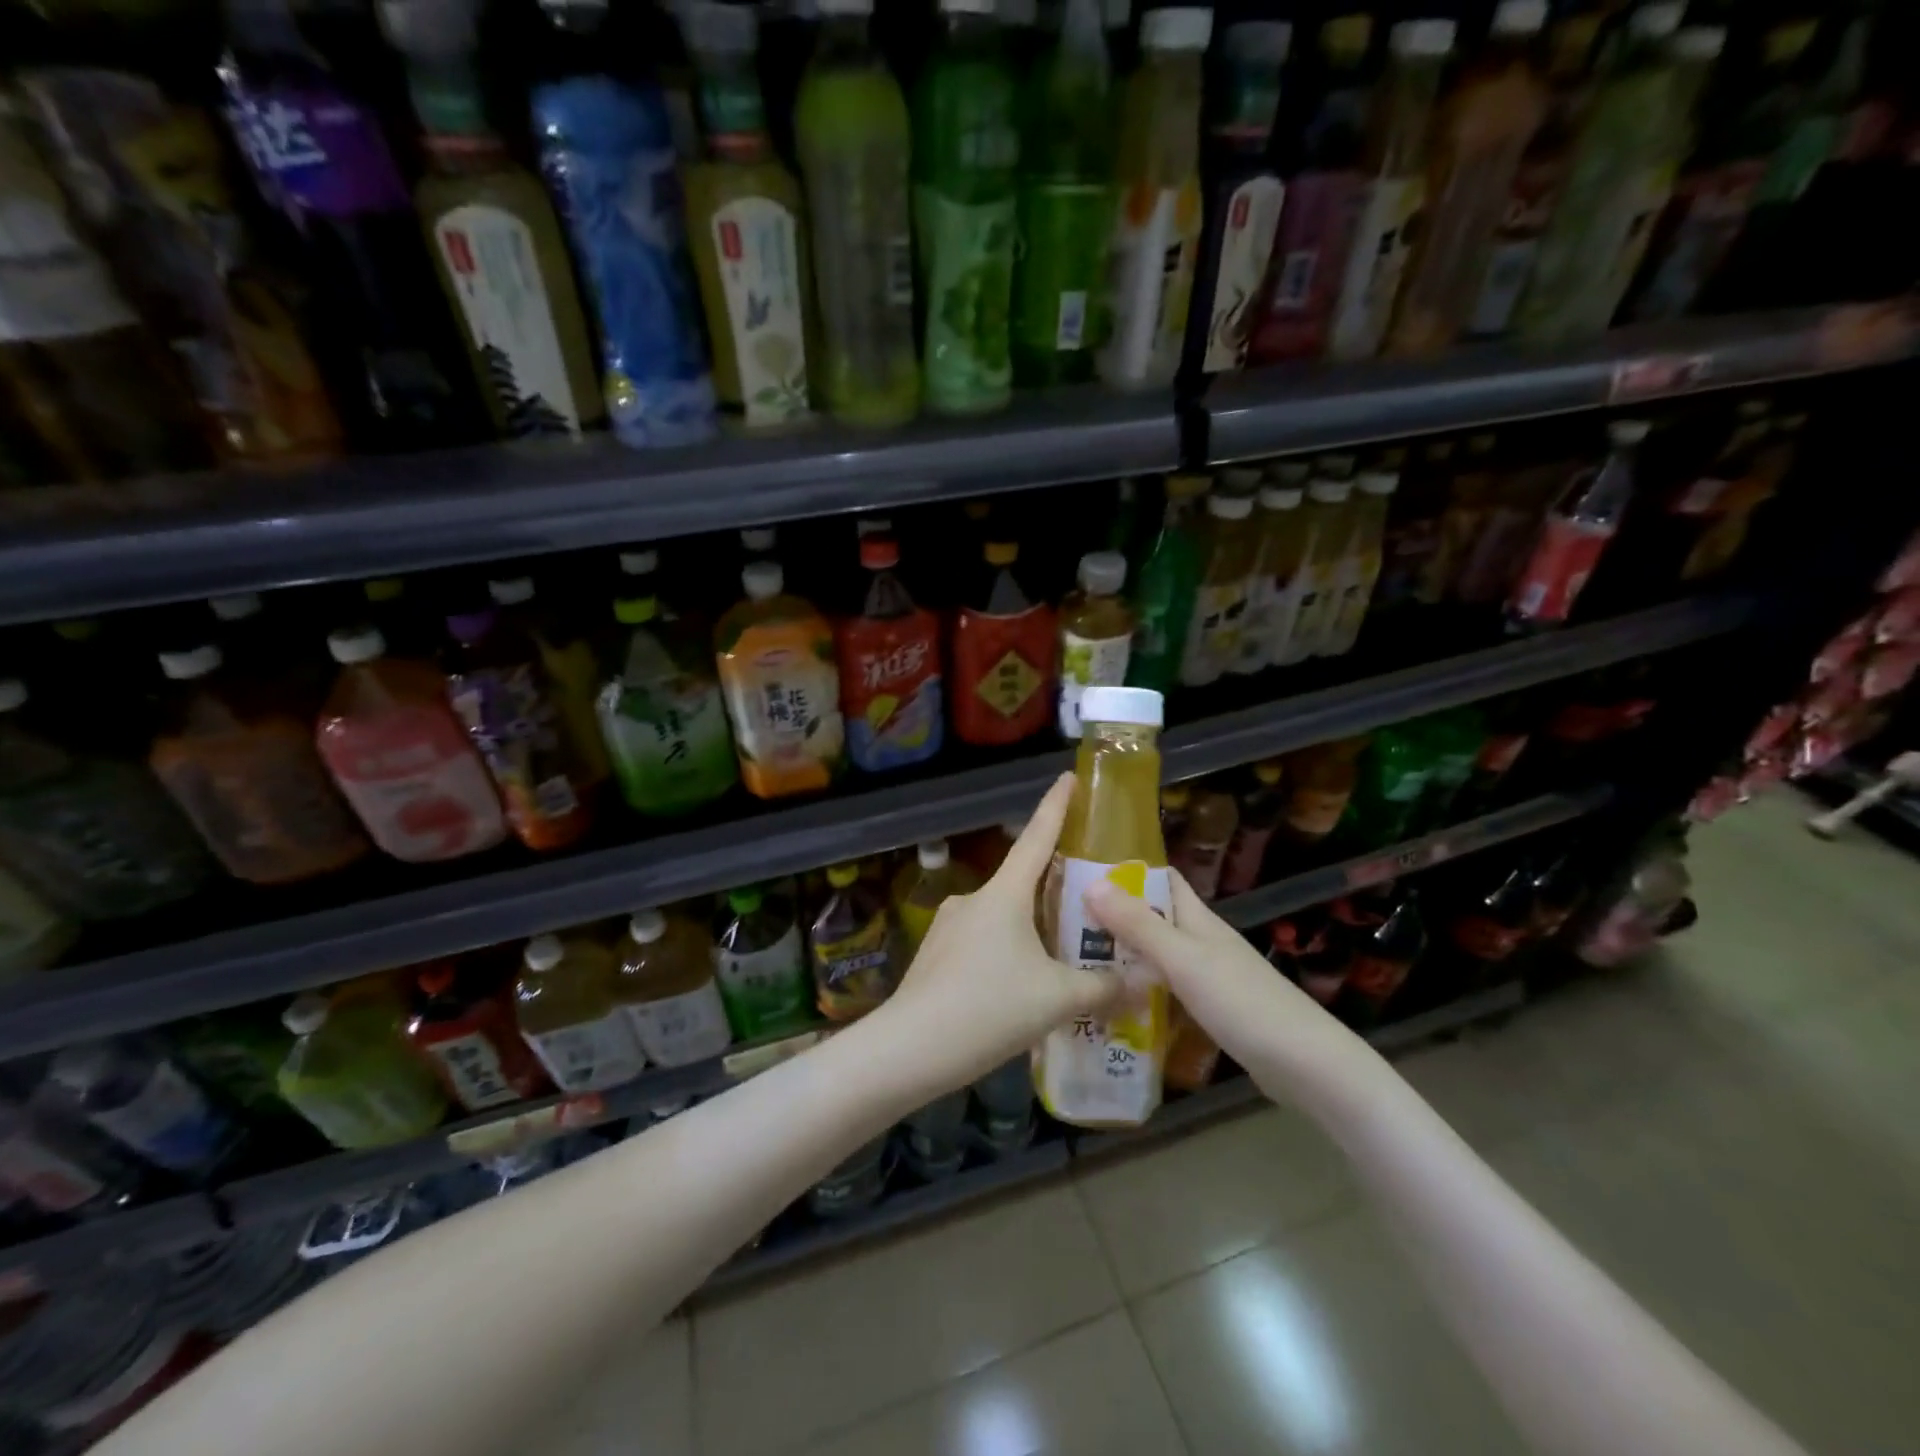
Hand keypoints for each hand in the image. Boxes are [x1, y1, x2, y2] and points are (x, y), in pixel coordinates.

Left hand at [874, 772, 1126, 1096]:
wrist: (909, 1048)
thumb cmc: (989, 1008)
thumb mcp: (1057, 999)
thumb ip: (1102, 989)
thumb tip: (1138, 985)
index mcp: (1004, 894)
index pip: (1036, 837)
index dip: (1056, 806)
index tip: (1068, 777)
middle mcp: (974, 900)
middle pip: (1022, 883)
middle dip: (1054, 891)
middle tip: (1088, 907)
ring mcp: (950, 927)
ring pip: (1003, 921)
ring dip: (1031, 934)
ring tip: (1062, 964)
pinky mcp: (936, 956)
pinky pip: (982, 946)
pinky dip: (1007, 957)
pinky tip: (1020, 992)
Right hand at [1084, 871, 1371, 1103]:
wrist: (1306, 1066)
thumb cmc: (1243, 1003)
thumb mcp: (1183, 960)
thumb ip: (1139, 925)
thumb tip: (1091, 882)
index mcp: (1198, 920)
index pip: (1161, 879)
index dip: (1126, 870)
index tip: (1081, 871)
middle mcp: (1202, 941)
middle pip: (1154, 917)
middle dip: (1114, 916)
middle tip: (1063, 922)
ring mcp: (1208, 976)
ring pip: (1157, 954)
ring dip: (1124, 954)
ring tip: (1076, 961)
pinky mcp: (1211, 1009)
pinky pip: (1166, 988)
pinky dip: (1141, 989)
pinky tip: (1115, 1004)